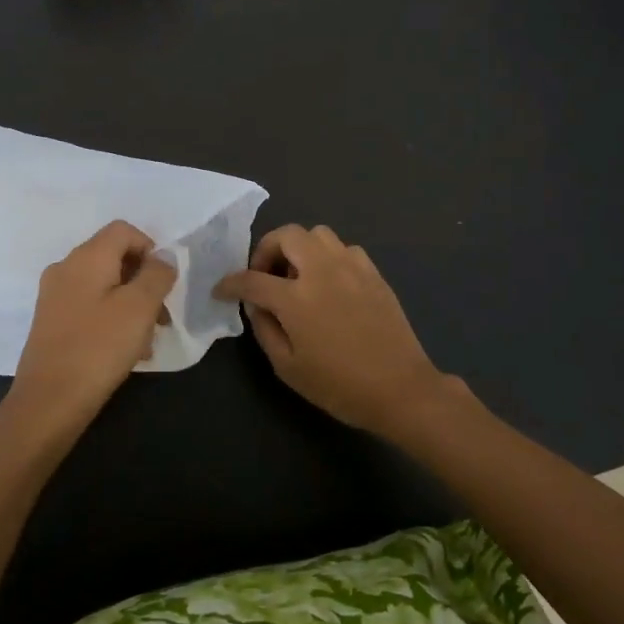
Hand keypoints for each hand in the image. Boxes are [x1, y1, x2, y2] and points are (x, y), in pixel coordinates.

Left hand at [8, 220, 176, 434]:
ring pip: (103, 285)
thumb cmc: (99, 348)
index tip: (163, 283)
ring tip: (147, 341)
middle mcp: (66, 268)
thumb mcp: (140, 308)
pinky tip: (124, 351)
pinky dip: (111, 318)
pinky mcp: (51, 322)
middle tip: (161, 316)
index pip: (123, 230)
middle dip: (143, 281)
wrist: (48, 402)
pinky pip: (89, 306)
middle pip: (113, 257)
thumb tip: (163, 257)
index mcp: (86, 257)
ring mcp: (54, 295)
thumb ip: (157, 275)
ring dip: (130, 305)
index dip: (149, 248)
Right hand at [213, 224, 453, 435]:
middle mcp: (322, 271)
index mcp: (296, 298)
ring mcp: (351, 267)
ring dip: (300, 248)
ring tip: (298, 276)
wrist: (401, 389)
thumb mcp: (288, 367)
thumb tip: (257, 306)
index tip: (222, 290)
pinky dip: (329, 258)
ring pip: (318, 234)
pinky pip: (344, 249)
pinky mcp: (373, 273)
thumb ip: (265, 329)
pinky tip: (330, 283)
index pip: (252, 279)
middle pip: (287, 235)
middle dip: (267, 249)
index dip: (230, 283)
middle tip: (265, 275)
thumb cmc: (339, 386)